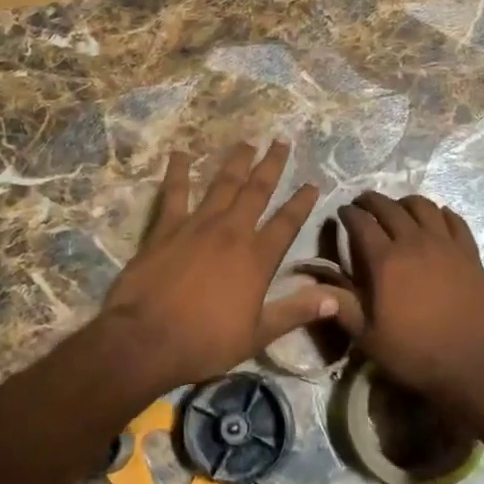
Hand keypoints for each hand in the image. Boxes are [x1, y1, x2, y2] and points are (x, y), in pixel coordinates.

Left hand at [96, 142, 337, 392]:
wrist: (146, 339)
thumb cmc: (205, 342)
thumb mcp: (258, 335)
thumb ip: (296, 312)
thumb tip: (336, 299)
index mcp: (257, 258)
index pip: (287, 223)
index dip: (302, 202)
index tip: (313, 183)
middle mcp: (232, 232)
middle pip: (257, 191)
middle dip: (272, 165)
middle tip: (281, 141)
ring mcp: (197, 225)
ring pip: (222, 184)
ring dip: (236, 162)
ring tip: (246, 141)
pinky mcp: (166, 227)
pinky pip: (174, 192)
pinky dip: (179, 172)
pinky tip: (180, 153)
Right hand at [332, 192, 483, 406]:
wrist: (475, 364)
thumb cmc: (416, 353)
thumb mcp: (368, 338)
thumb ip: (343, 307)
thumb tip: (318, 287)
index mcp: (385, 261)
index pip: (361, 222)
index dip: (348, 214)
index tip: (342, 212)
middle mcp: (414, 242)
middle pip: (389, 207)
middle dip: (371, 201)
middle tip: (363, 204)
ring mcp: (446, 245)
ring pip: (423, 206)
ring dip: (405, 202)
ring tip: (398, 208)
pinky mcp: (470, 253)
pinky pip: (454, 220)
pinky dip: (441, 213)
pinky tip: (437, 219)